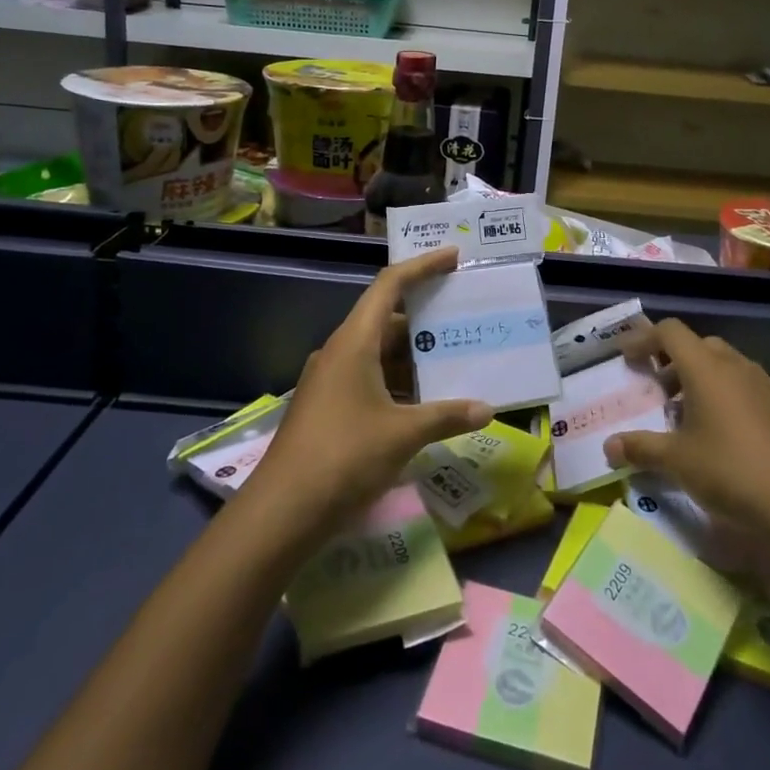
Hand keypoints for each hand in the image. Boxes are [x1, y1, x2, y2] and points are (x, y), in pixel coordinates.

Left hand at [242, 246, 489, 539]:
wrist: (282, 512)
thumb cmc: (344, 457)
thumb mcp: (402, 434)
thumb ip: (447, 416)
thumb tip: (487, 410)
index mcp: (354, 342)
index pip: (389, 285)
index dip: (422, 266)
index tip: (453, 257)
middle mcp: (340, 352)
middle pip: (386, 319)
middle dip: (425, 319)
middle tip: (463, 319)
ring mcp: (331, 382)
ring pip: (378, 354)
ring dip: (413, 357)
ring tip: (454, 359)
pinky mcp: (328, 409)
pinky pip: (370, 380)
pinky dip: (399, 383)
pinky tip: (426, 402)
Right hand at [604, 319, 769, 541]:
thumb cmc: (730, 471)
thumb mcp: (677, 461)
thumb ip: (640, 448)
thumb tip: (609, 446)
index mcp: (705, 367)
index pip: (670, 332)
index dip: (645, 338)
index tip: (627, 358)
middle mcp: (736, 366)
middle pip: (699, 345)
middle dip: (674, 360)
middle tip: (657, 389)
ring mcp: (766, 384)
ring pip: (729, 363)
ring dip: (706, 376)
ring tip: (692, 408)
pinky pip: (758, 386)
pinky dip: (741, 393)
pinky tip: (738, 416)